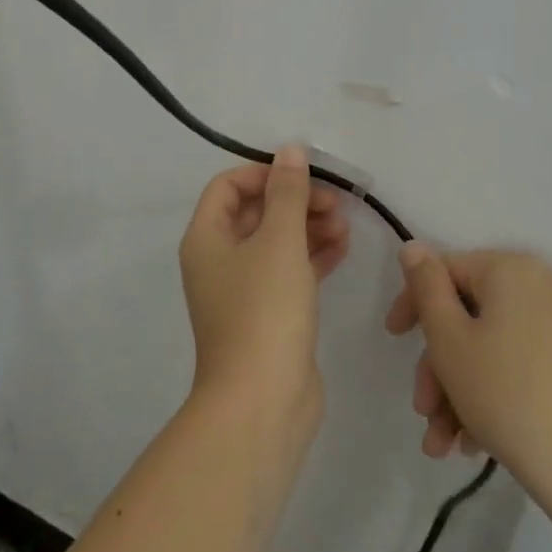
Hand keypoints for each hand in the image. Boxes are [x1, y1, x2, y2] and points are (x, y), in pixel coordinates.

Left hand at [178, 146, 350, 430]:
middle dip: (295, 201)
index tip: (305, 177)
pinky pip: (290, 271)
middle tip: (336, 203)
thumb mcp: (279, 241)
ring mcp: (244, 290)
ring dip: (309, 227)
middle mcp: (219, 260)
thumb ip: (288, 192)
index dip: (266, 173)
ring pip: (276, 242)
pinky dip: (313, 256)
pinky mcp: (269, 315)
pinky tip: (344, 248)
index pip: (229, 186)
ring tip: (345, 226)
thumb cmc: (264, 311)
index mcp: (206, 238)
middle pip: (256, 212)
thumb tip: (291, 149)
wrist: (263, 403)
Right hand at [385, 247, 551, 499]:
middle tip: (423, 412)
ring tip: (444, 446)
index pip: (446, 270)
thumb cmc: (508, 395)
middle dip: (439, 366)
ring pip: (493, 346)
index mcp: (512, 269)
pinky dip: (493, 394)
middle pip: (470, 314)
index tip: (393, 340)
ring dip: (459, 390)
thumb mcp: (450, 340)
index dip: (413, 303)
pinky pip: (520, 364)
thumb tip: (414, 248)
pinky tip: (474, 444)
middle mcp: (544, 286)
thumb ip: (426, 287)